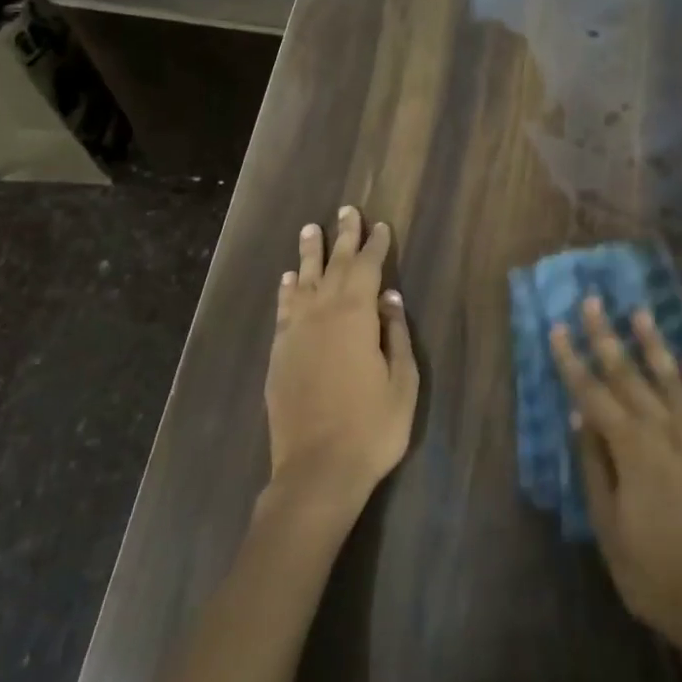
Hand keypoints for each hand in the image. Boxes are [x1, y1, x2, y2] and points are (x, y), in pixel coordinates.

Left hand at [264, 206, 418, 513]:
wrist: (316, 471)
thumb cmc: (372, 427)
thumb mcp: (402, 382)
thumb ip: (396, 334)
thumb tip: (391, 297)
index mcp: (356, 316)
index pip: (367, 268)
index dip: (375, 245)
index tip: (380, 225)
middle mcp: (322, 314)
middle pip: (334, 265)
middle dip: (342, 236)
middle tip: (347, 210)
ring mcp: (296, 333)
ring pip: (302, 281)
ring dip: (308, 254)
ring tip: (310, 229)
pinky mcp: (279, 354)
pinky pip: (283, 310)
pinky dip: (286, 290)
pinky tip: (287, 279)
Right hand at [551, 298, 681, 674]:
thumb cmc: (655, 577)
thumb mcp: (609, 530)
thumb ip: (595, 469)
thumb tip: (579, 418)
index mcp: (632, 451)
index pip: (594, 394)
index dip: (572, 361)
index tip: (557, 328)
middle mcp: (668, 434)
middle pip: (631, 377)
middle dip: (607, 337)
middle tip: (593, 301)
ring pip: (675, 382)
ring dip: (655, 346)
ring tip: (640, 313)